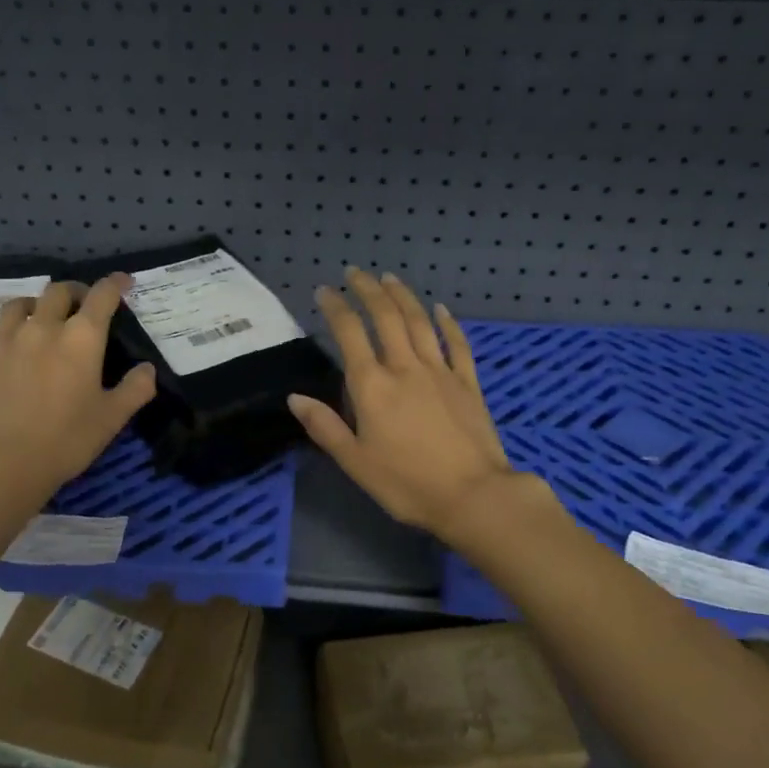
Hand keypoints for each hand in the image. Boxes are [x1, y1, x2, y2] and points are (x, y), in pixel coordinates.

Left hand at [0, 275, 155, 519]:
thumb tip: (148, 368)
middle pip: (56, 292)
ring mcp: (4, 343)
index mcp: (81, 339)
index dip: (115, 284)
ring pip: (16, 306)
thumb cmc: (67, 440)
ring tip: (38, 314)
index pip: (102, 297)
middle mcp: (42, 329)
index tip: (124, 282)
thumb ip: (135, 389)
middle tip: (81, 304)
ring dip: (32, 304)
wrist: (3, 464)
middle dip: (74, 291)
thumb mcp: (112, 418)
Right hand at [287, 269, 517, 538]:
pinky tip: (440, 308)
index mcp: (372, 386)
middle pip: (386, 317)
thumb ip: (325, 427)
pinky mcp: (468, 383)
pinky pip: (456, 344)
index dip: (335, 308)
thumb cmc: (407, 484)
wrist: (473, 495)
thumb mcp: (355, 462)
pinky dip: (447, 323)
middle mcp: (405, 368)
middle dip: (367, 290)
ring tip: (388, 278)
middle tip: (354, 272)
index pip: (349, 334)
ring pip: (419, 322)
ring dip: (402, 296)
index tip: (324, 290)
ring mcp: (440, 372)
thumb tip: (295, 397)